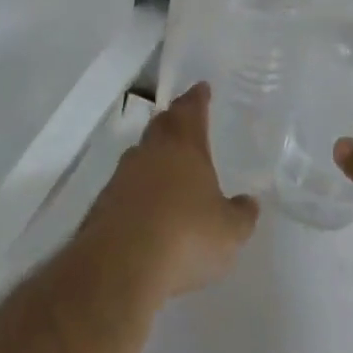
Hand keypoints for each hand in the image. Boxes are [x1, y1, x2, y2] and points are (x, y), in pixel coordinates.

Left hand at [87, 83, 260, 299]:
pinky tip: (147, 205)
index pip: (191, 109)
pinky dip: (139, 187)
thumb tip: (249, 202)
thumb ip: (241, 214)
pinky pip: (126, 184)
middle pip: (162, 125)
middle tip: (185, 119)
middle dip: (175, 120)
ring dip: (154, 155)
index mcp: (184, 146)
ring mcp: (122, 175)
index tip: (201, 88)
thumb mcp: (229, 231)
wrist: (120, 265)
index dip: (198, 98)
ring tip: (168, 165)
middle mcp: (150, 151)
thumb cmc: (185, 236)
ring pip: (141, 153)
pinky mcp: (103, 203)